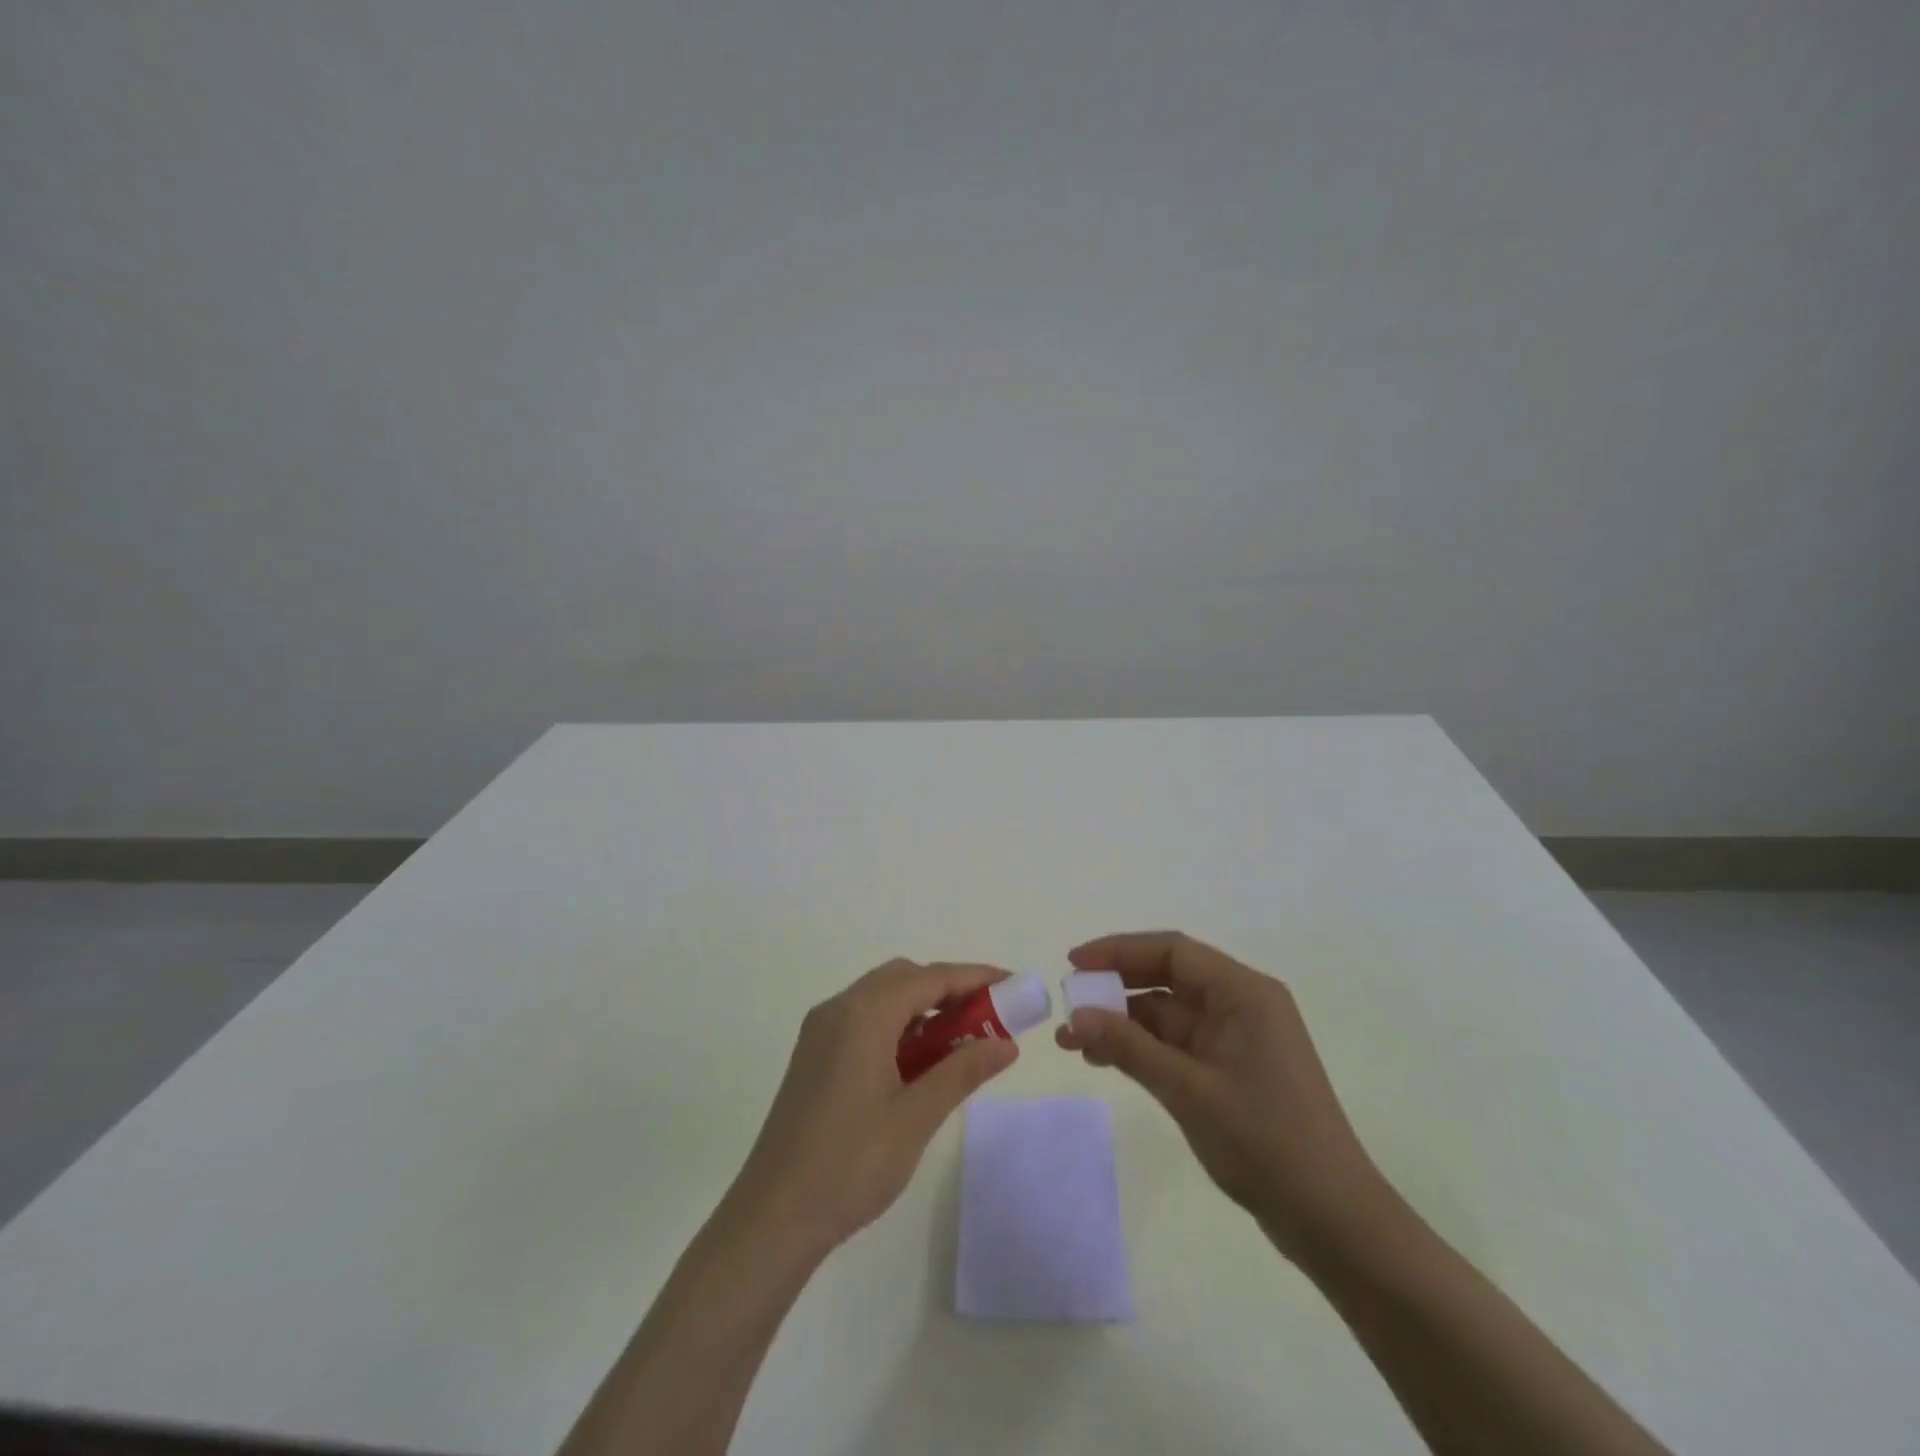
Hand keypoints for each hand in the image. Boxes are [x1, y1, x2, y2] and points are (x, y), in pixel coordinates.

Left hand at [729, 959, 1018, 1255]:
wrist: (773, 1217)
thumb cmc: (850, 1164)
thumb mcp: (916, 1117)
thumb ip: (963, 1072)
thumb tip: (1006, 1044)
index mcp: (863, 1014)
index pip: (930, 977)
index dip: (975, 977)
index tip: (1014, 985)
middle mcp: (839, 1009)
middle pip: (904, 978)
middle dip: (949, 990)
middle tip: (988, 1017)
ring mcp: (821, 1032)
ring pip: (883, 998)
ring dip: (923, 1009)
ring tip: (960, 1042)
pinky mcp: (814, 1055)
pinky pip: (864, 1020)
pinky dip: (898, 1027)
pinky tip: (918, 1063)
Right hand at [1057, 931, 1394, 1261]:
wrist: (1333, 1221)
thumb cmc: (1266, 1142)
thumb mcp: (1188, 1090)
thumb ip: (1129, 1047)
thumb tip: (1074, 1016)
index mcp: (1244, 993)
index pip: (1172, 951)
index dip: (1119, 950)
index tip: (1074, 963)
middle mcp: (1241, 1005)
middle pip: (1167, 977)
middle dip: (1115, 988)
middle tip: (1068, 1004)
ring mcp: (1237, 1039)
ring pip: (1167, 1014)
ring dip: (1122, 1023)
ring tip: (1072, 1042)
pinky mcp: (1230, 1070)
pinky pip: (1176, 1044)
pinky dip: (1141, 1048)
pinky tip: (1104, 1060)